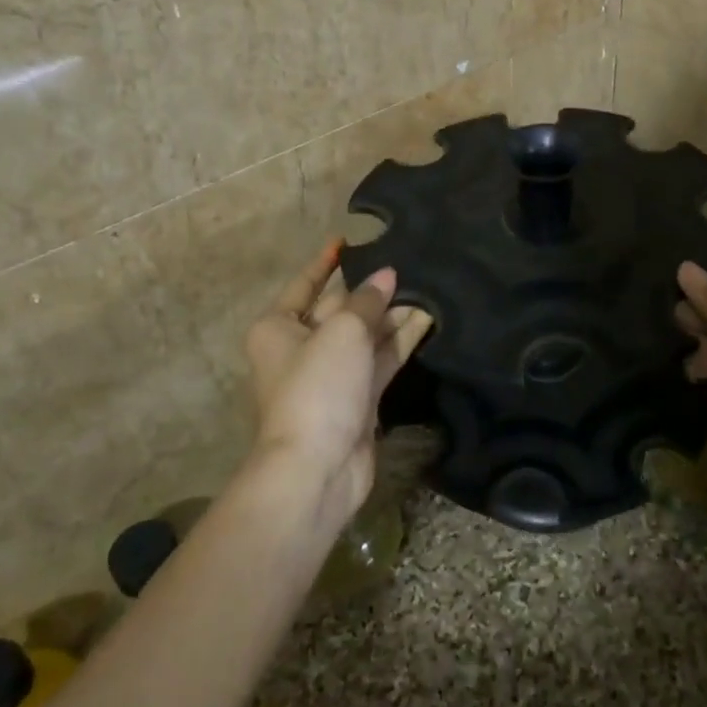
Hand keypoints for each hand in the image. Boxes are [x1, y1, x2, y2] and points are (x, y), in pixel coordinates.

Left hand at [243, 240, 433, 534]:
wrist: (317, 468)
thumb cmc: (317, 387)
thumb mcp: (342, 331)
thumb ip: (368, 301)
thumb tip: (387, 276)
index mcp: (279, 327)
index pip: (305, 283)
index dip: (326, 261)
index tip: (346, 239)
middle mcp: (301, 347)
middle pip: (339, 308)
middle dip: (370, 288)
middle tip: (406, 260)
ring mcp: (331, 375)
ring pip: (364, 334)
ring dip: (391, 313)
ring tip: (427, 284)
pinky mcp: (357, 398)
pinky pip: (380, 359)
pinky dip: (399, 341)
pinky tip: (427, 318)